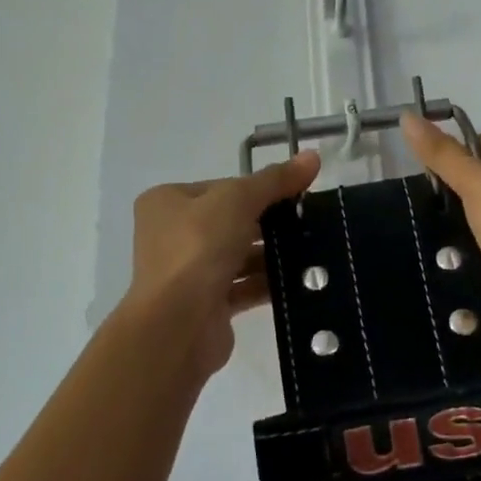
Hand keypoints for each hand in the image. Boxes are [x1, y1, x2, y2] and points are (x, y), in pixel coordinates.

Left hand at [124, 150, 320, 380]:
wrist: (177, 324)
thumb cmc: (198, 249)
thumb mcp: (237, 200)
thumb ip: (275, 180)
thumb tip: (312, 156)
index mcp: (168, 202)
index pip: (222, 188)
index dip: (259, 190)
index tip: (296, 196)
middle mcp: (172, 235)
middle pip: (231, 221)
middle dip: (269, 224)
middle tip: (310, 224)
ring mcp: (188, 272)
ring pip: (239, 256)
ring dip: (271, 255)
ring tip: (313, 251)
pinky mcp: (206, 305)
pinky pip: (243, 287)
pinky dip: (268, 283)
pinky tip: (300, 281)